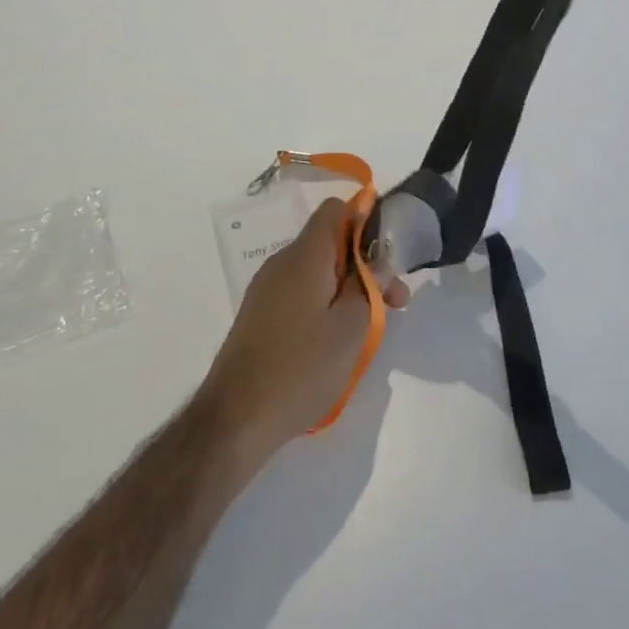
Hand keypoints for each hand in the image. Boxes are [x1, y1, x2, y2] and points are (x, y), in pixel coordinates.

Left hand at [199, 196, 409, 462]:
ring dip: (346, 289)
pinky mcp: (258, 315)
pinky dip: (323, 304)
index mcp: (305, 255)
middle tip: (394, 304)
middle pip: (330, 243)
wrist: (235, 419)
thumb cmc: (302, 368)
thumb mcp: (352, 327)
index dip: (365, 221)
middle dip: (365, 265)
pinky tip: (333, 343)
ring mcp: (266, 289)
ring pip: (316, 271)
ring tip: (366, 330)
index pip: (335, 210)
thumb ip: (371, 284)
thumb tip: (380, 256)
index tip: (388, 254)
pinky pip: (299, 293)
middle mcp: (282, 262)